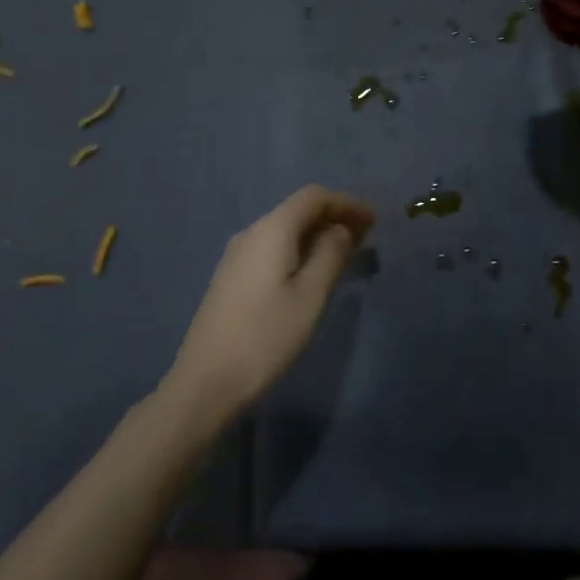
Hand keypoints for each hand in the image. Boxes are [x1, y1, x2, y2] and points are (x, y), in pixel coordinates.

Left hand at [165, 185, 374, 426]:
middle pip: (298, 210)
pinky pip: (273, 248)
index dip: (346, 203)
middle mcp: (252, 232)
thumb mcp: (310, 296)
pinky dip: (299, 250)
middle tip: (366, 237)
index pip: (314, 197)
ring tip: (346, 254)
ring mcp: (237, 255)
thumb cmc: (265, 336)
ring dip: (317, 235)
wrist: (205, 382)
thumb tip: (341, 229)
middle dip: (334, 217)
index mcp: (272, 229)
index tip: (374, 220)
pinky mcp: (232, 277)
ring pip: (285, 230)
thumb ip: (330, 255)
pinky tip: (312, 272)